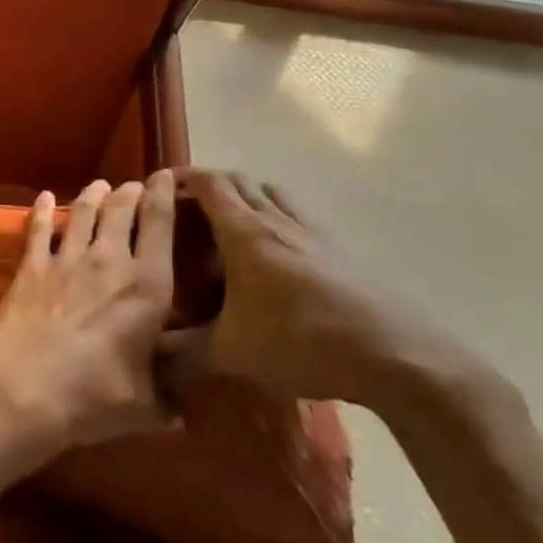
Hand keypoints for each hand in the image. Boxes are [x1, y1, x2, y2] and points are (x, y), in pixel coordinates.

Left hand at [0, 174, 178, 464]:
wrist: (26, 384)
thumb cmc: (95, 394)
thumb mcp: (144, 406)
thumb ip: (165, 403)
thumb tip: (181, 415)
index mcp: (148, 286)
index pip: (160, 225)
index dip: (164, 195)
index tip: (166, 176)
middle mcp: (110, 260)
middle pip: (121, 210)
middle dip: (129, 192)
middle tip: (133, 186)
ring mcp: (67, 258)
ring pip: (83, 212)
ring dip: (93, 195)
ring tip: (99, 186)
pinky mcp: (32, 265)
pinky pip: (39, 229)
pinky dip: (43, 210)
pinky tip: (44, 198)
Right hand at [164, 168, 467, 408]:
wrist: (397, 356)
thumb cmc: (303, 341)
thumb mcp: (232, 353)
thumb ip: (182, 355)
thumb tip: (146, 364)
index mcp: (244, 231)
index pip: (208, 183)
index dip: (182, 177)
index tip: (159, 186)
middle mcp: (276, 219)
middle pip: (238, 181)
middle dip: (209, 185)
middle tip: (188, 209)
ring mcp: (313, 232)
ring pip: (272, 193)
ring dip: (247, 196)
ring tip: (230, 225)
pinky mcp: (341, 250)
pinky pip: (299, 216)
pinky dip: (278, 218)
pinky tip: (277, 257)